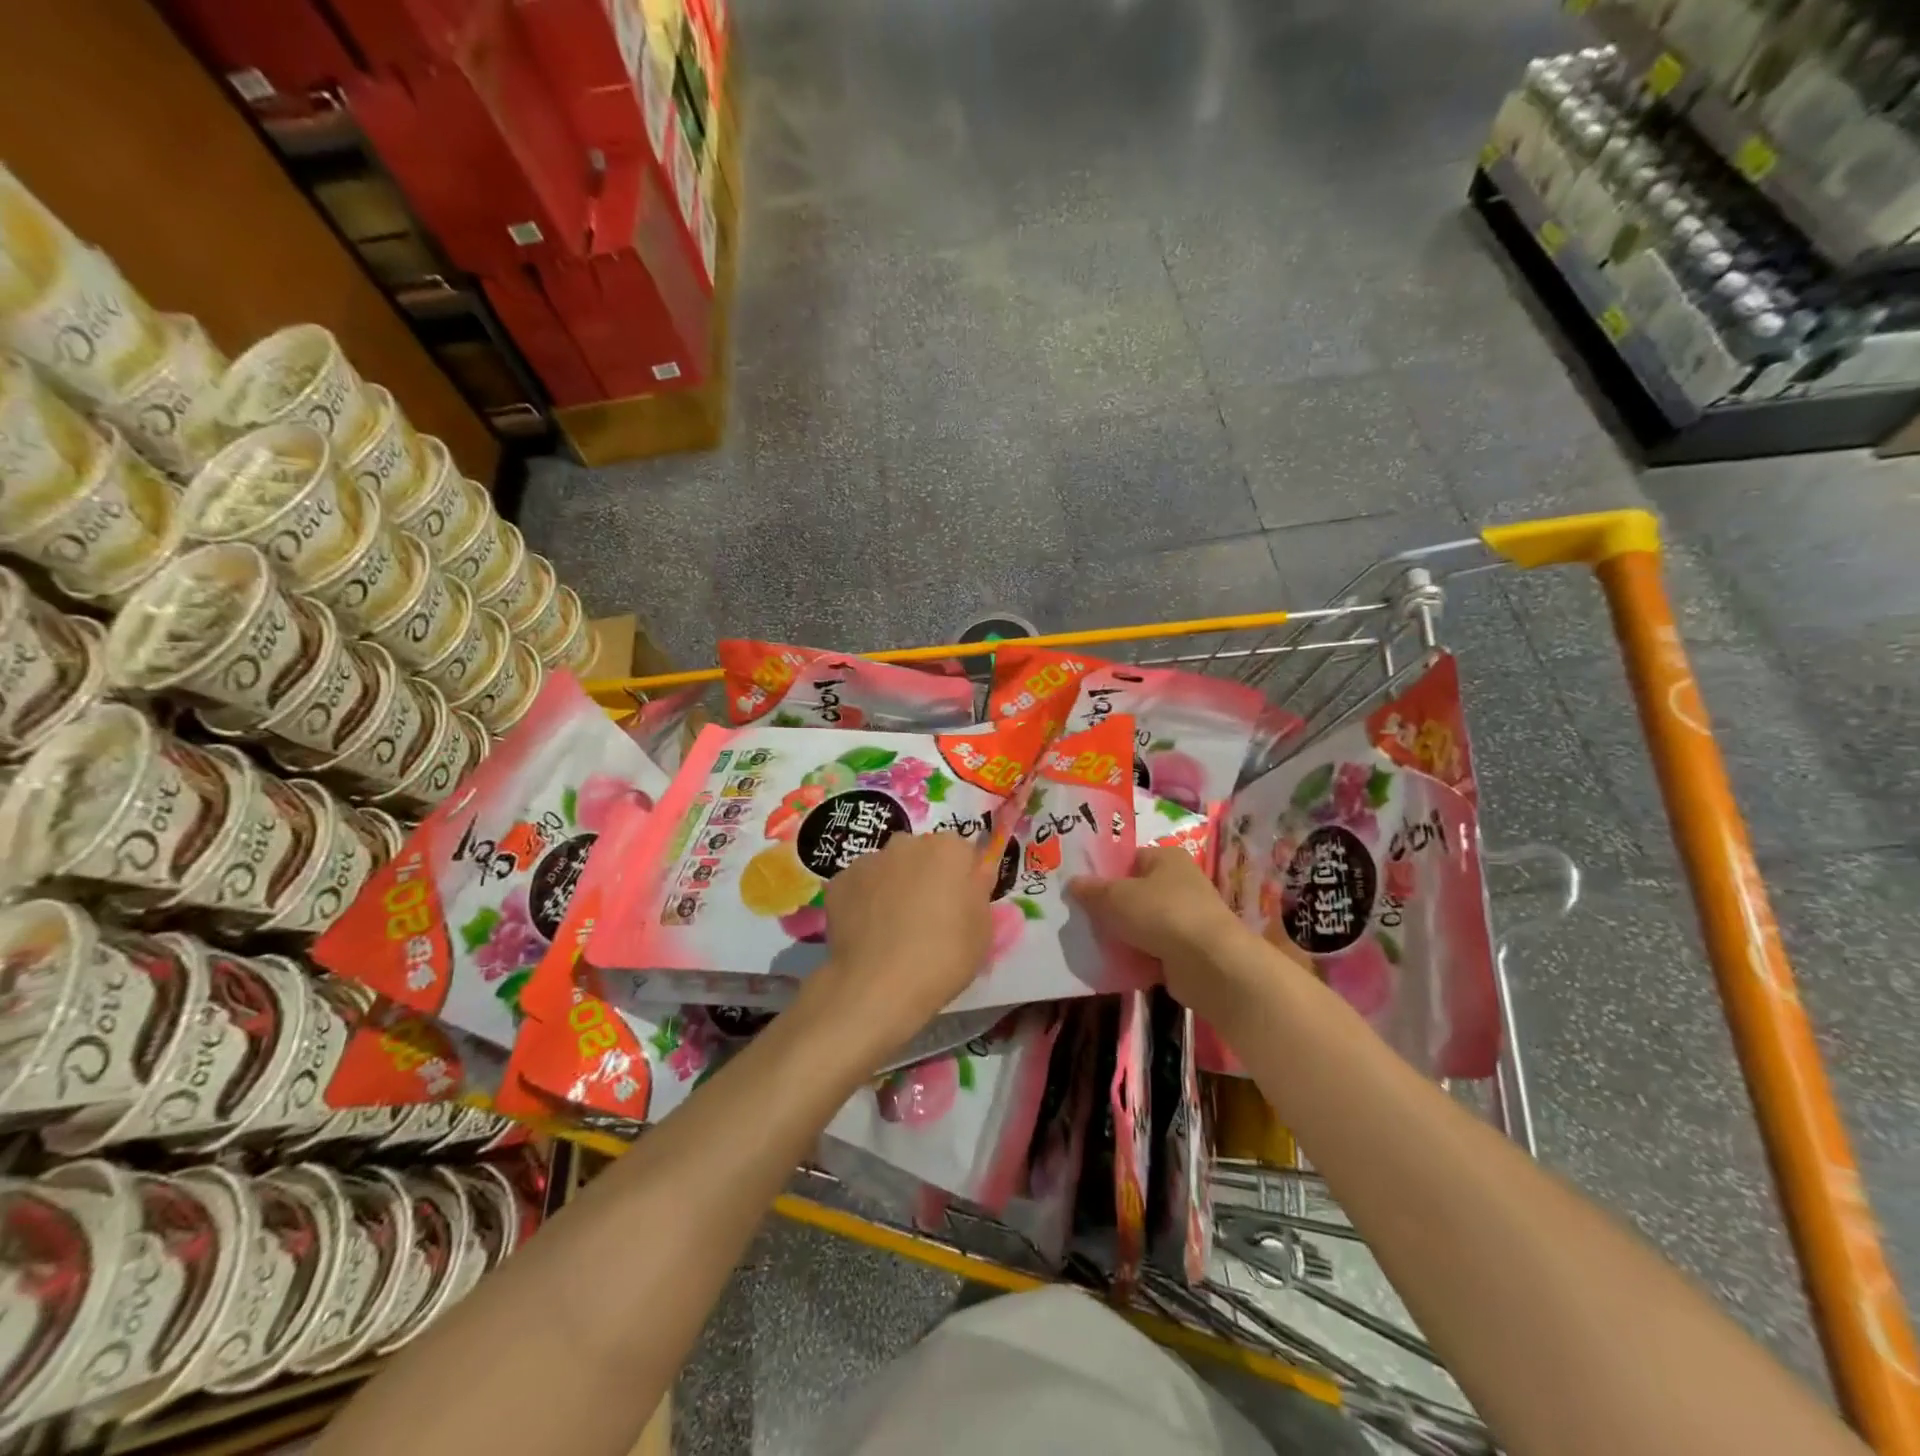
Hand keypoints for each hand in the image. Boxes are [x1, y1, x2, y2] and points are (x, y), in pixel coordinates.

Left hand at [807, 831, 993, 1060]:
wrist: (878, 986)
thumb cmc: (944, 957)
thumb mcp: (983, 929)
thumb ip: (978, 891)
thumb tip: (973, 874)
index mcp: (948, 849)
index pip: (962, 853)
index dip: (963, 879)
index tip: (960, 906)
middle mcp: (907, 843)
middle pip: (922, 854)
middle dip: (926, 876)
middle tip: (928, 917)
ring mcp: (868, 860)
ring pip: (888, 868)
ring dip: (893, 886)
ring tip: (892, 929)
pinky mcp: (839, 882)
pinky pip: (859, 886)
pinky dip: (864, 902)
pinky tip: (867, 932)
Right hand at [1070, 847, 1285, 1019]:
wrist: (1210, 964)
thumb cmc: (1161, 914)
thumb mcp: (1115, 897)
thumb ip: (1091, 890)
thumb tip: (1072, 883)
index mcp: (1167, 858)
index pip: (1129, 859)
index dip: (1104, 872)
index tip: (1079, 888)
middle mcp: (1180, 883)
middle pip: (1134, 892)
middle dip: (1110, 907)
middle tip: (1079, 917)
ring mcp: (1186, 918)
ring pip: (1142, 923)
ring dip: (1122, 934)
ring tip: (1091, 943)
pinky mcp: (1187, 950)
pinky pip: (1152, 949)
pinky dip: (1136, 957)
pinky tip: (1113, 964)